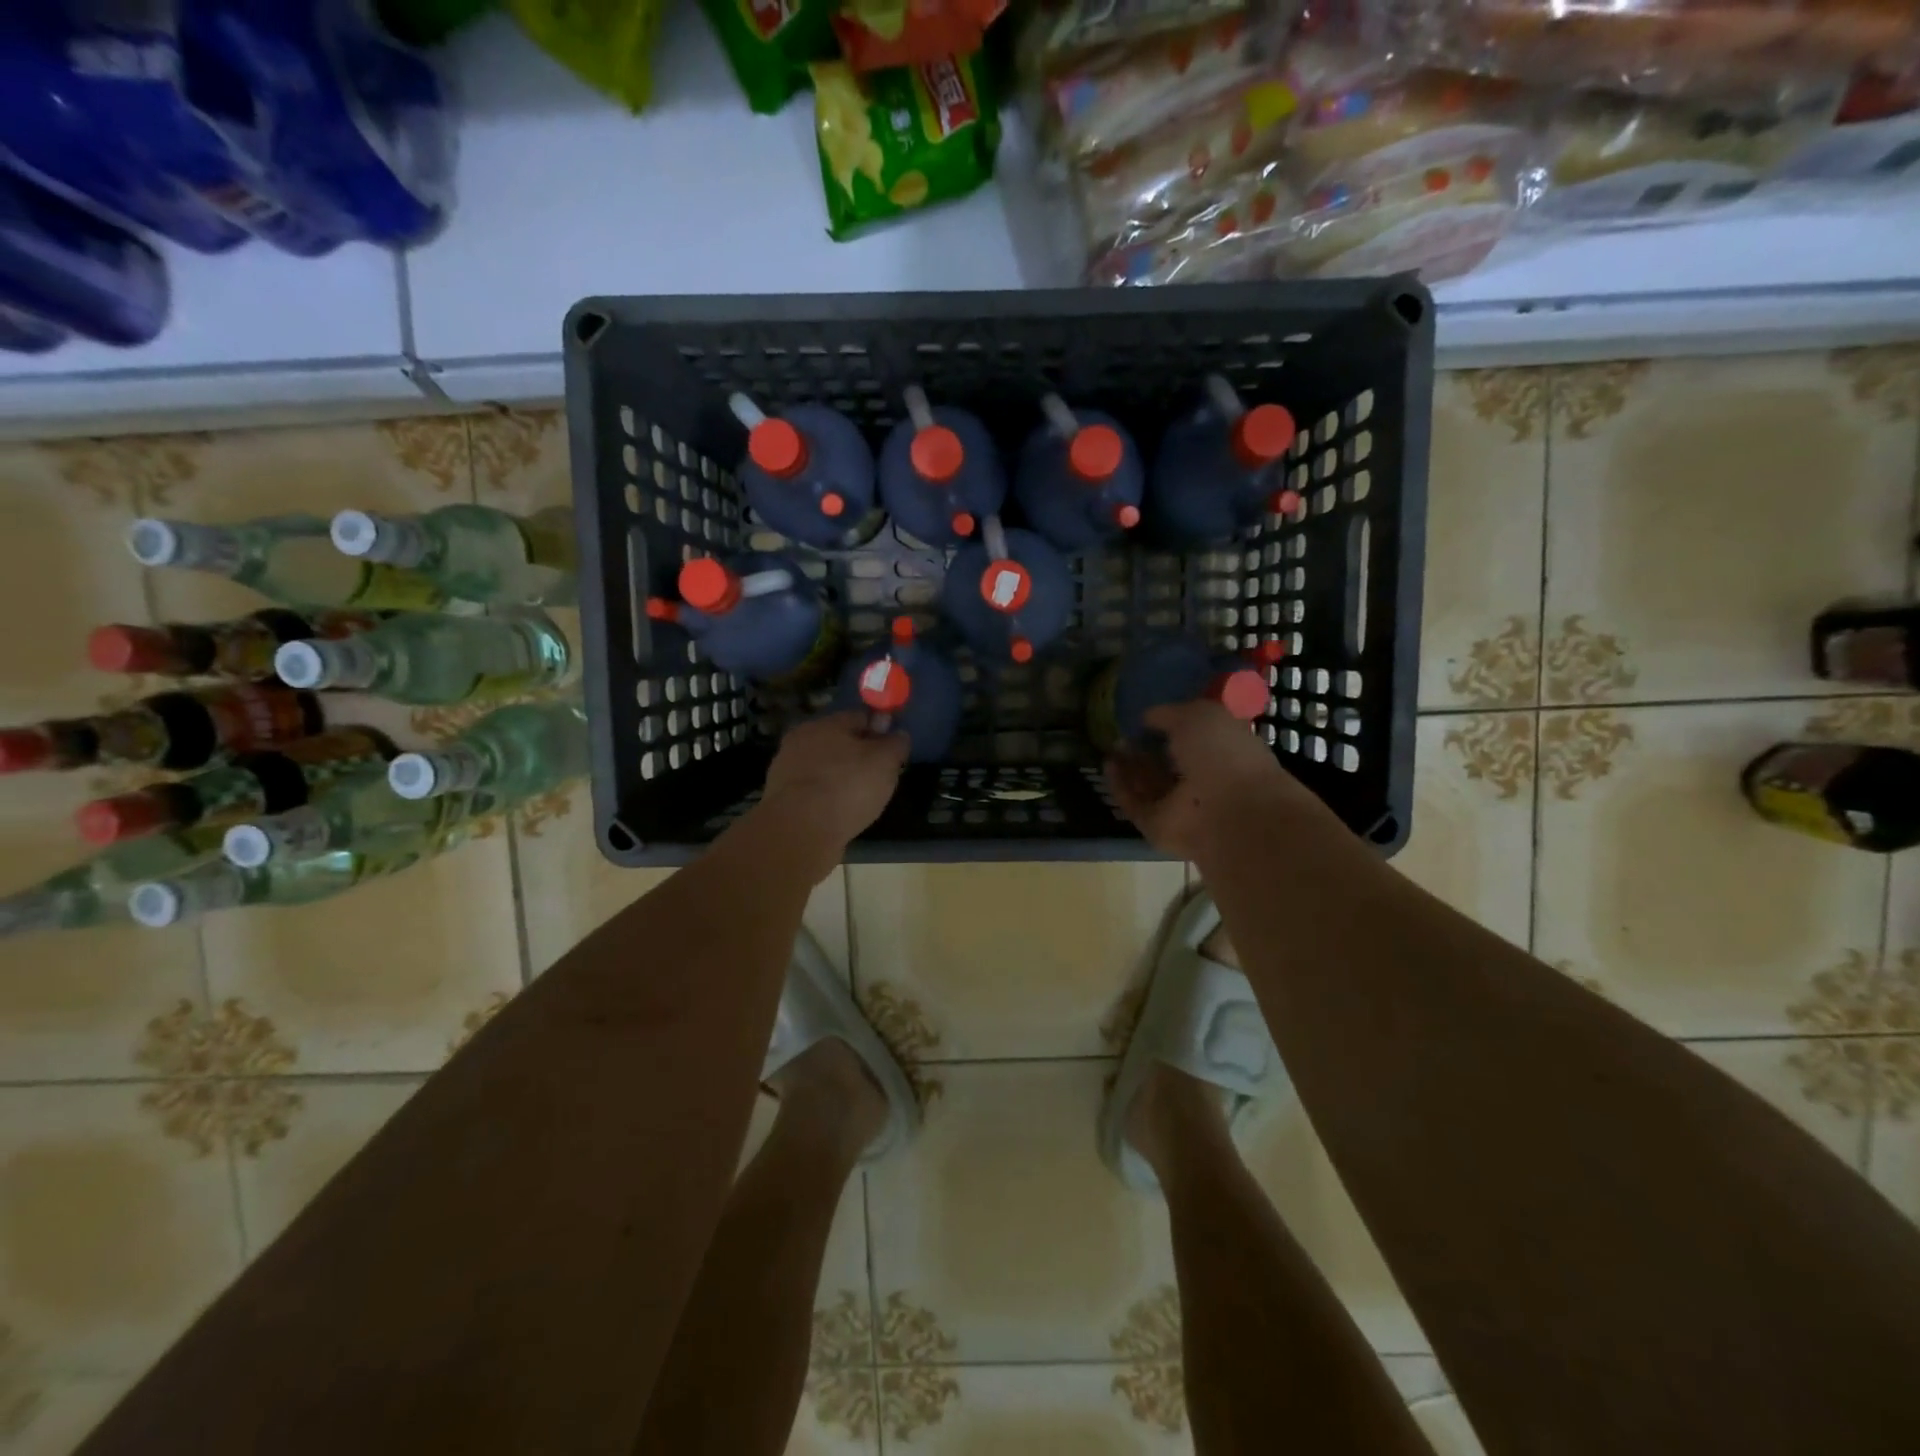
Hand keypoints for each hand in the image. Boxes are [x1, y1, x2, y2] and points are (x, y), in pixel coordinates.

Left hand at [758, 710, 908, 858]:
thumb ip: (895, 744)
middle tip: (879, 775)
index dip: (880, 729)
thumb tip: (898, 735)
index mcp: (827, 723)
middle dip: (858, 754)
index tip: (893, 749)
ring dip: (840, 776)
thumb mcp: (885, 762)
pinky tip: (839, 812)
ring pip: (823, 766)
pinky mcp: (780, 798)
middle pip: (838, 741)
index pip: (860, 716)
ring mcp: (786, 769)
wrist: (799, 831)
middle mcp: (802, 739)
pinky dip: (826, 797)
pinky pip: (812, 791)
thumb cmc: (847, 787)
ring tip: (860, 798)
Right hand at [1104, 700, 1326, 859]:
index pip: (1193, 736)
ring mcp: (1181, 805)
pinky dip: (1120, 785)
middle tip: (1122, 732)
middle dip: (1145, 748)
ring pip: (1149, 783)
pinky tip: (1107, 764)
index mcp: (1223, 750)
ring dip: (1130, 766)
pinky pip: (1134, 802)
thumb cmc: (1222, 753)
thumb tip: (1147, 717)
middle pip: (1168, 762)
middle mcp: (1203, 778)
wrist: (1227, 811)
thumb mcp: (1198, 714)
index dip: (1170, 725)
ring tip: (1110, 745)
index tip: (1145, 716)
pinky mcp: (1157, 826)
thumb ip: (1169, 713)